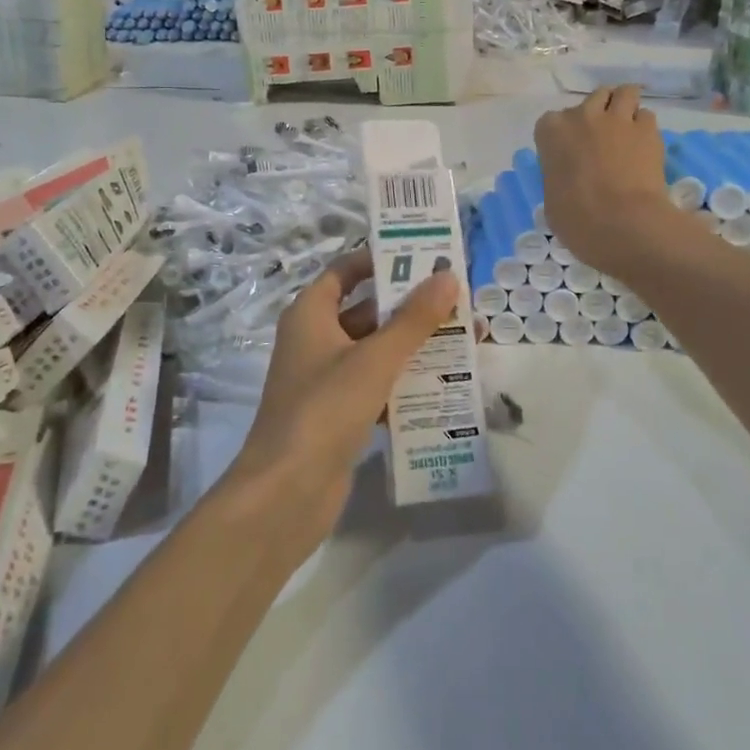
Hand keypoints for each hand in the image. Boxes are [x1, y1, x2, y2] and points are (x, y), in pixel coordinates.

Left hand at [225, 248, 457, 548]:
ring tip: (463, 340)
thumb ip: (413, 319)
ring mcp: (325, 378)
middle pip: (366, 310)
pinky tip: (444, 385)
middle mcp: (315, 339)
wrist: (285, 493)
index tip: (425, 256)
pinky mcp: (337, 413)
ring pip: (375, 350)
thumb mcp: (374, 359)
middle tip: (458, 301)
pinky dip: (403, 382)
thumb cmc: (325, 409)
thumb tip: (447, 277)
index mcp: (311, 314)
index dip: (382, 260)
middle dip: (410, 307)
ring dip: (413, 346)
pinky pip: (375, 385)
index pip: (346, 271)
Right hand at [534, 85, 671, 278]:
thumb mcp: (551, 197)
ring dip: (624, 107)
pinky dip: (644, 127)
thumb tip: (568, 181)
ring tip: (627, 129)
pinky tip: (644, 145)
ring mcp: (617, 119)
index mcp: (551, 132)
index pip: (552, 121)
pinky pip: (646, 116)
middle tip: (602, 138)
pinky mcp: (648, 130)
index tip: (570, 152)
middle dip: (597, 114)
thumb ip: (557, 176)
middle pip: (592, 99)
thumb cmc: (576, 218)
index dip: (563, 135)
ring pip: (624, 93)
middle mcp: (583, 116)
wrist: (622, 223)